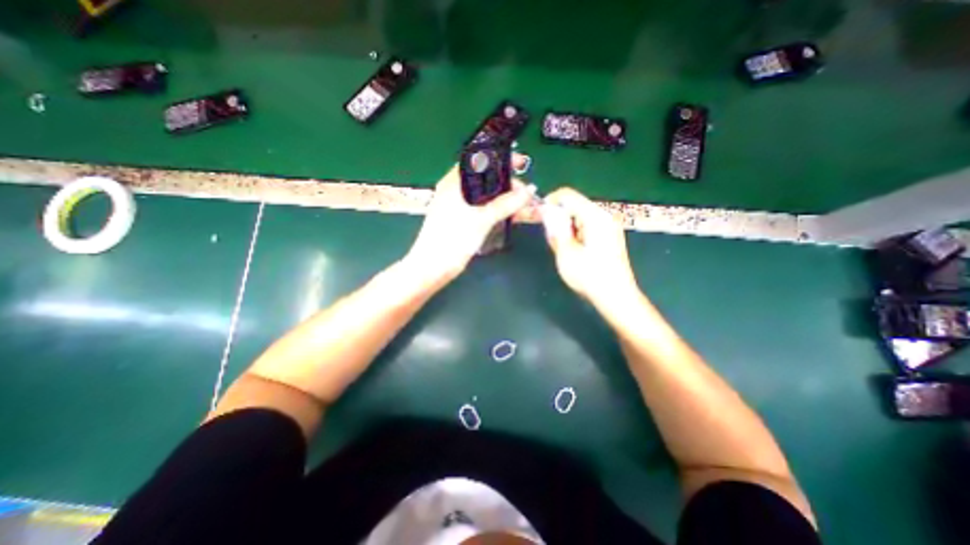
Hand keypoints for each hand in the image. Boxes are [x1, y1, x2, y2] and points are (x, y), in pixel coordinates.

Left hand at [403, 158, 533, 282]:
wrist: (432, 268)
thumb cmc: (452, 240)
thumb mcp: (481, 220)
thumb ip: (505, 204)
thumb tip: (528, 191)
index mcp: (454, 182)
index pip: (480, 160)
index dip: (501, 160)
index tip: (521, 164)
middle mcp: (455, 190)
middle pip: (486, 179)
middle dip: (507, 184)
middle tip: (525, 195)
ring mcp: (458, 206)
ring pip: (486, 196)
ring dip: (504, 200)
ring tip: (523, 207)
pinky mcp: (462, 220)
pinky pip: (483, 209)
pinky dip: (497, 211)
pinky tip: (510, 216)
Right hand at [543, 188, 642, 306]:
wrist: (616, 297)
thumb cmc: (589, 276)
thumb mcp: (566, 252)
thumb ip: (555, 227)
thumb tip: (545, 209)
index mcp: (595, 216)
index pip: (567, 195)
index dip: (549, 203)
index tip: (538, 218)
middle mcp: (605, 215)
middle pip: (574, 205)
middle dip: (558, 219)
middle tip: (553, 241)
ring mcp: (609, 225)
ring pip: (579, 216)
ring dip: (567, 228)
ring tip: (564, 250)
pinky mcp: (609, 235)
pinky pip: (587, 225)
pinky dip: (576, 233)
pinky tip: (575, 251)